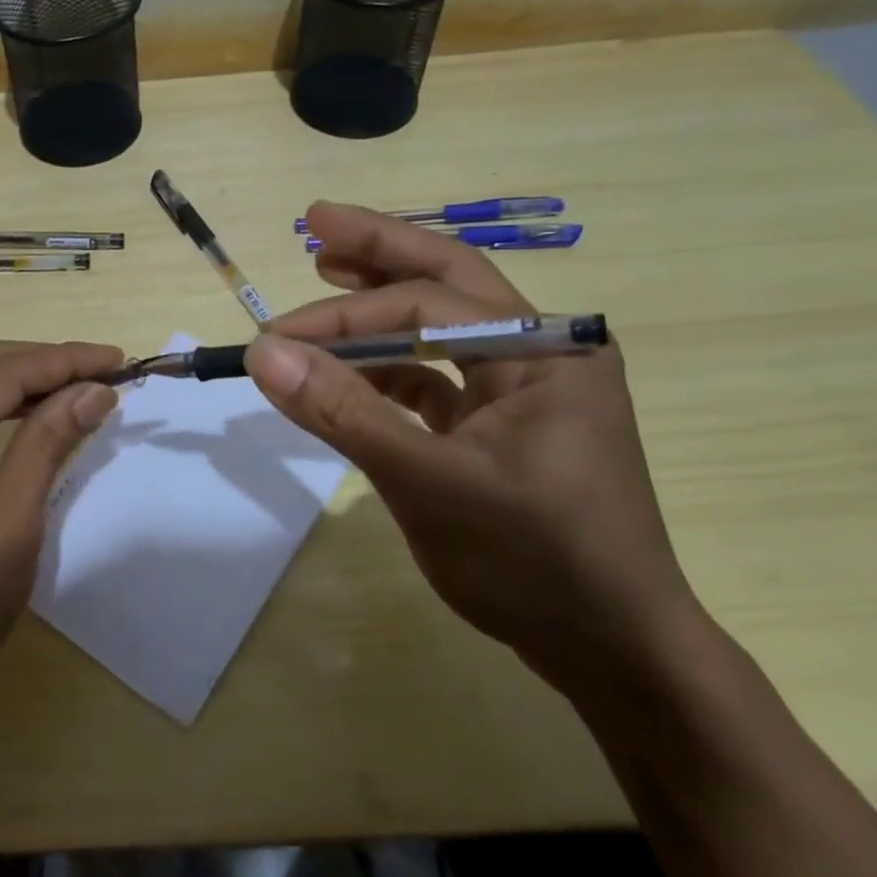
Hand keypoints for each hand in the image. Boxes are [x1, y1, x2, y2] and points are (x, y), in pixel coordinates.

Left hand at [0, 339, 121, 753]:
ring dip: (21, 378)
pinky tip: (28, 413)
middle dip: (45, 362)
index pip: (2, 373)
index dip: (66, 361)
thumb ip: (47, 446)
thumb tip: (94, 391)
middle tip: (104, 372)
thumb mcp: (8, 529)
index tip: (120, 360)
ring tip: (78, 387)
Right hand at [245, 203, 707, 696]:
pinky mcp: (503, 425)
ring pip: (442, 325)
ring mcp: (524, 389)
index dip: (344, 314)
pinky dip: (391, 368)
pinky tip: (351, 367)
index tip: (274, 338)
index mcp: (545, 349)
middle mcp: (542, 351)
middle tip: (316, 221)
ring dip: (382, 307)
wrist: (615, 654)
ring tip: (327, 274)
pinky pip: (439, 376)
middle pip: (448, 281)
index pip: (426, 305)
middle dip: (380, 250)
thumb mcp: (430, 484)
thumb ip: (344, 412)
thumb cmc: (535, 564)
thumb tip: (262, 353)